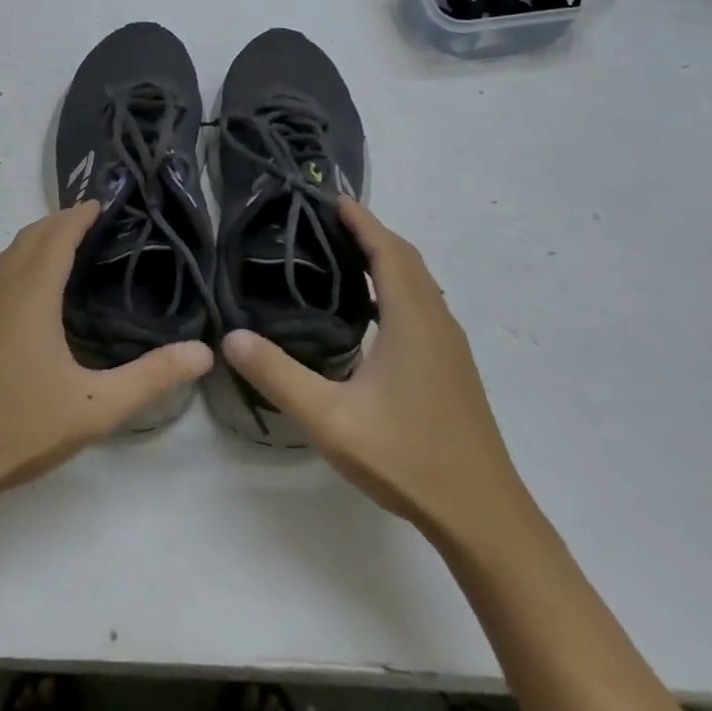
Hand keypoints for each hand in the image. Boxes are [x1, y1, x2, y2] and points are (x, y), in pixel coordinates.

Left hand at [0, 202, 212, 510]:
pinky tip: (32, 301)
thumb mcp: (95, 407)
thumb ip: (152, 377)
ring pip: (6, 259)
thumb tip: (204, 353)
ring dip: (36, 243)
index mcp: (29, 296)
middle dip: (60, 222)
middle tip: (95, 224)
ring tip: (68, 252)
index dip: (80, 215)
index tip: (105, 203)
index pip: (56, 236)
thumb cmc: (19, 429)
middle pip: (28, 238)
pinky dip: (18, 267)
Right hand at [221, 200, 528, 543]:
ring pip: (419, 284)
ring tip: (344, 258)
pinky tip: (371, 315)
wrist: (480, 512)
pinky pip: (423, 306)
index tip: (332, 198)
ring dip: (387, 260)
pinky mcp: (452, 367)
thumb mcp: (330, 419)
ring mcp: (449, 346)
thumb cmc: (406, 457)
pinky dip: (397, 289)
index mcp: (412, 320)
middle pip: (406, 260)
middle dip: (371, 233)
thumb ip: (279, 376)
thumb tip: (230, 338)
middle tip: (327, 224)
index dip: (362, 220)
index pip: (387, 251)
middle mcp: (436, 321)